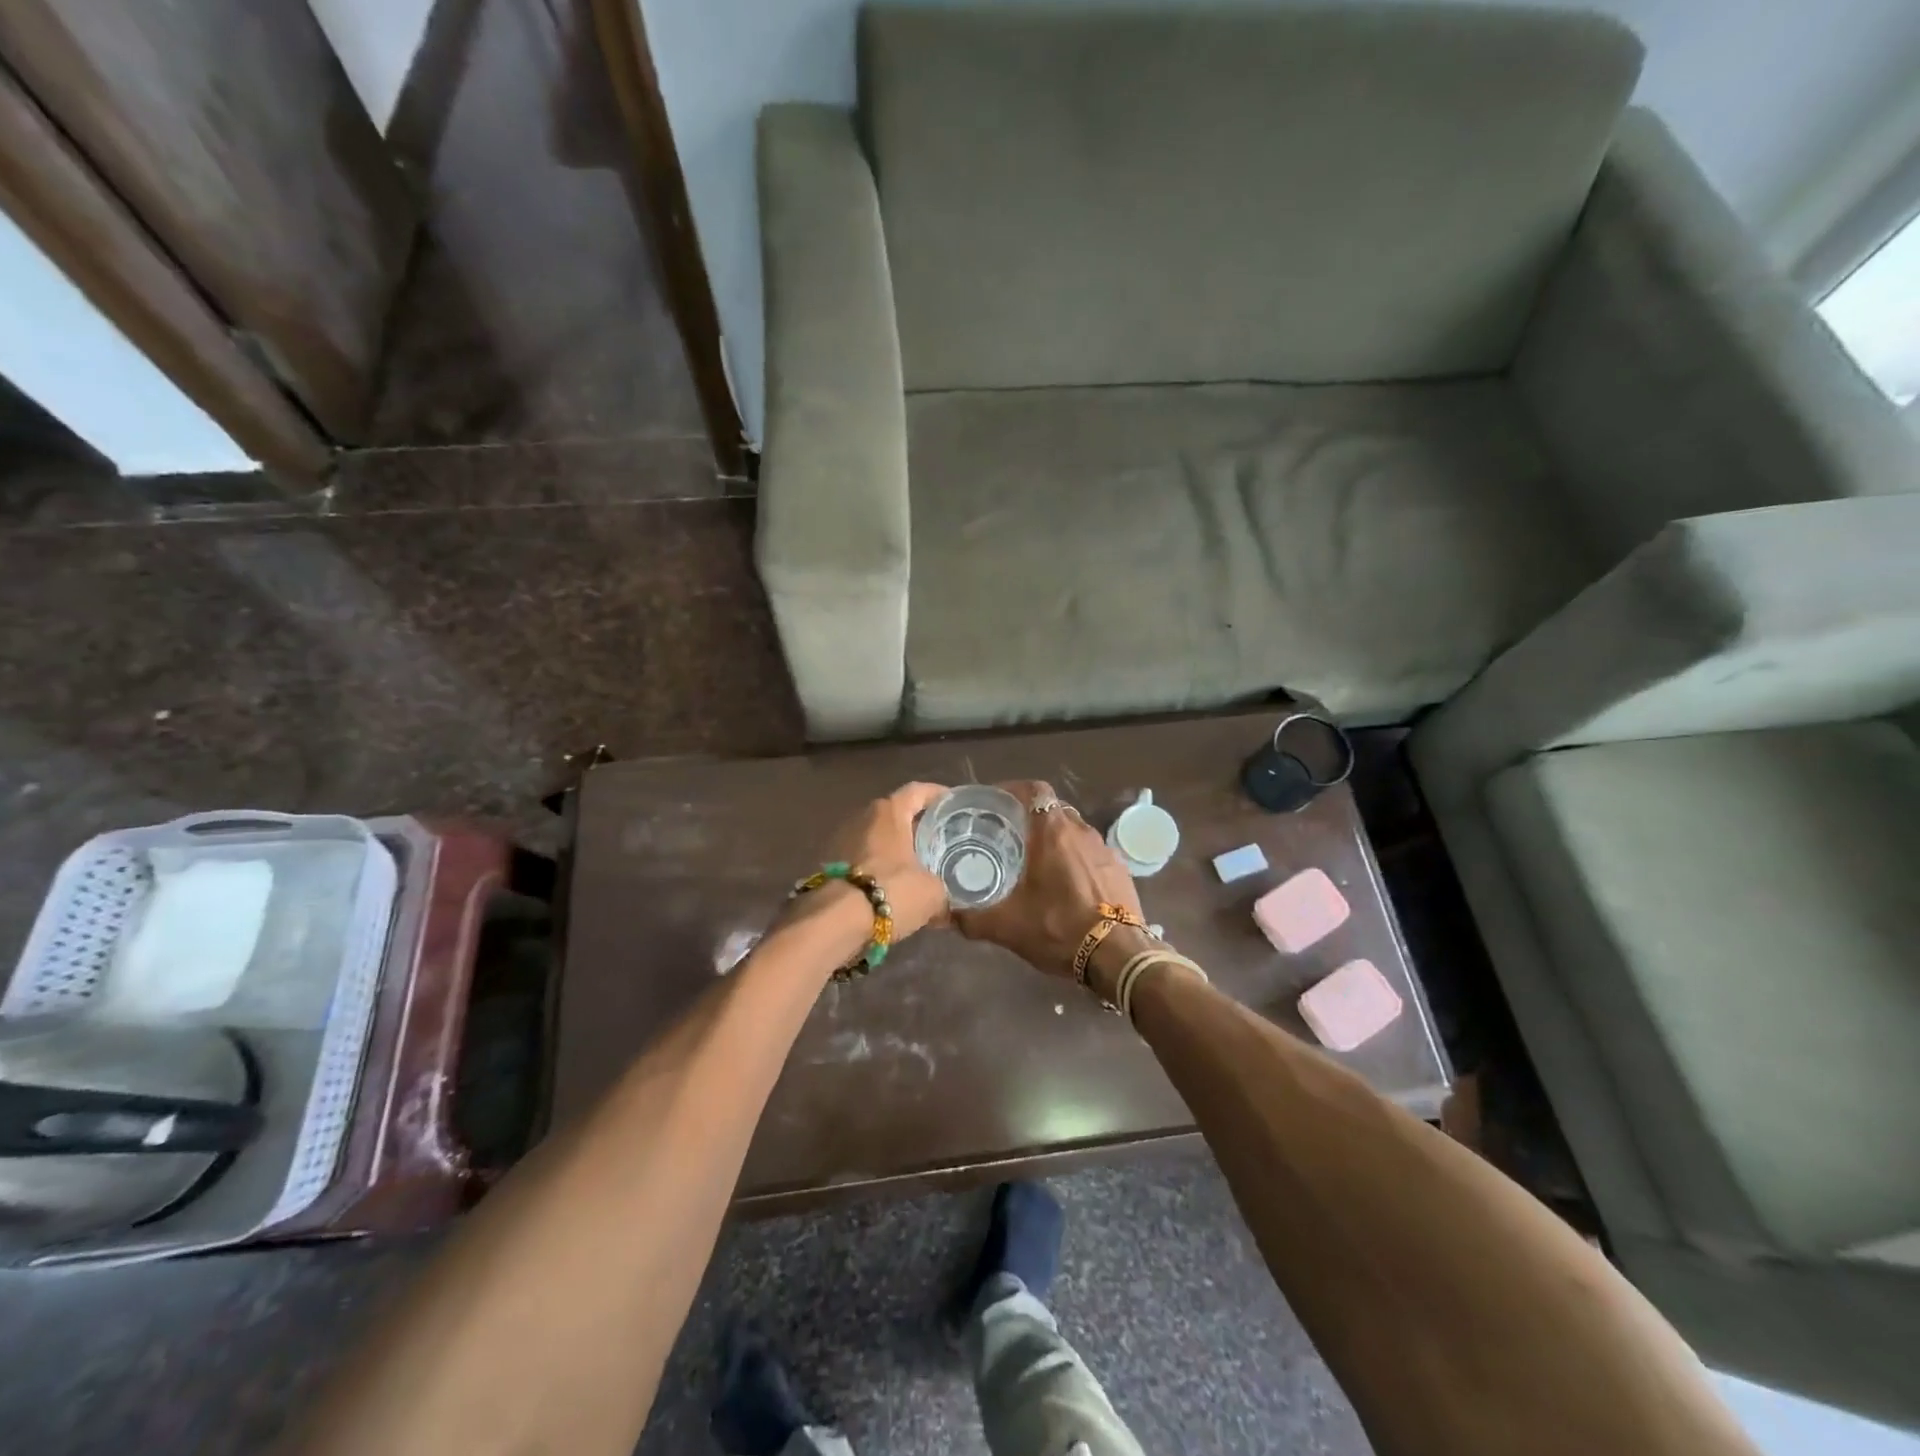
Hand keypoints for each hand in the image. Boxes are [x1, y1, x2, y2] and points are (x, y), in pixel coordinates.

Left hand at [810, 781, 951, 939]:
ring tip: (919, 867)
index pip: (918, 791)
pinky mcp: (828, 866)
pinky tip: (894, 888)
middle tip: (941, 841)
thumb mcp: (932, 894)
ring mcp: (841, 840)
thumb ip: (944, 893)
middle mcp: (862, 817)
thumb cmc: (890, 891)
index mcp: (889, 812)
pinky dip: (879, 868)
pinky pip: (863, 860)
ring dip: (896, 849)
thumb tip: (949, 909)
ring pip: (878, 839)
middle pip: (896, 815)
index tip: (955, 803)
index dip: (938, 794)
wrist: (832, 923)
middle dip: (917, 826)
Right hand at [952, 780, 1142, 978]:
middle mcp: (1081, 831)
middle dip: (1032, 816)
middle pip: (1053, 809)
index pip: (1034, 790)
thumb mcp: (1007, 926)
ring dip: (1055, 837)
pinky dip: (1075, 857)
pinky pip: (1092, 852)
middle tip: (1010, 833)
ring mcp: (1104, 849)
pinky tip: (1066, 882)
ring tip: (1036, 859)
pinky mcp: (1120, 869)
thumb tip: (948, 916)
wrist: (1119, 955)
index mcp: (1052, 833)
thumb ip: (973, 918)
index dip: (1014, 789)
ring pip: (1074, 830)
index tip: (996, 802)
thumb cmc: (1059, 928)